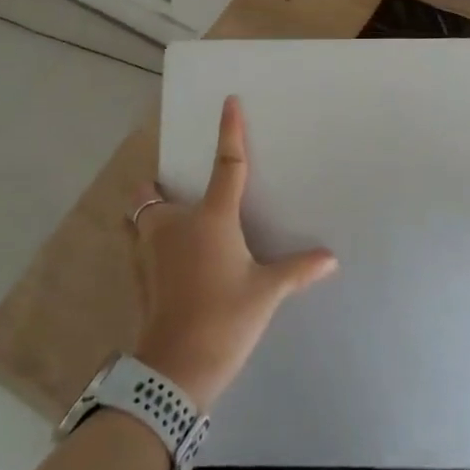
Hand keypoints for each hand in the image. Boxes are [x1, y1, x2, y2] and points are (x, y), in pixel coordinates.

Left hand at [128, 96, 337, 410]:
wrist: (174, 368)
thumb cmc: (224, 318)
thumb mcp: (266, 292)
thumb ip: (297, 270)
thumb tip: (331, 259)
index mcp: (211, 219)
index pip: (227, 166)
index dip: (230, 132)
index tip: (229, 101)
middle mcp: (174, 225)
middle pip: (154, 192)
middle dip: (161, 187)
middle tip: (181, 192)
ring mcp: (149, 251)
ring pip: (140, 217)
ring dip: (151, 214)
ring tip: (175, 227)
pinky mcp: (139, 275)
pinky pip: (139, 244)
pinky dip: (150, 243)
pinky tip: (171, 261)